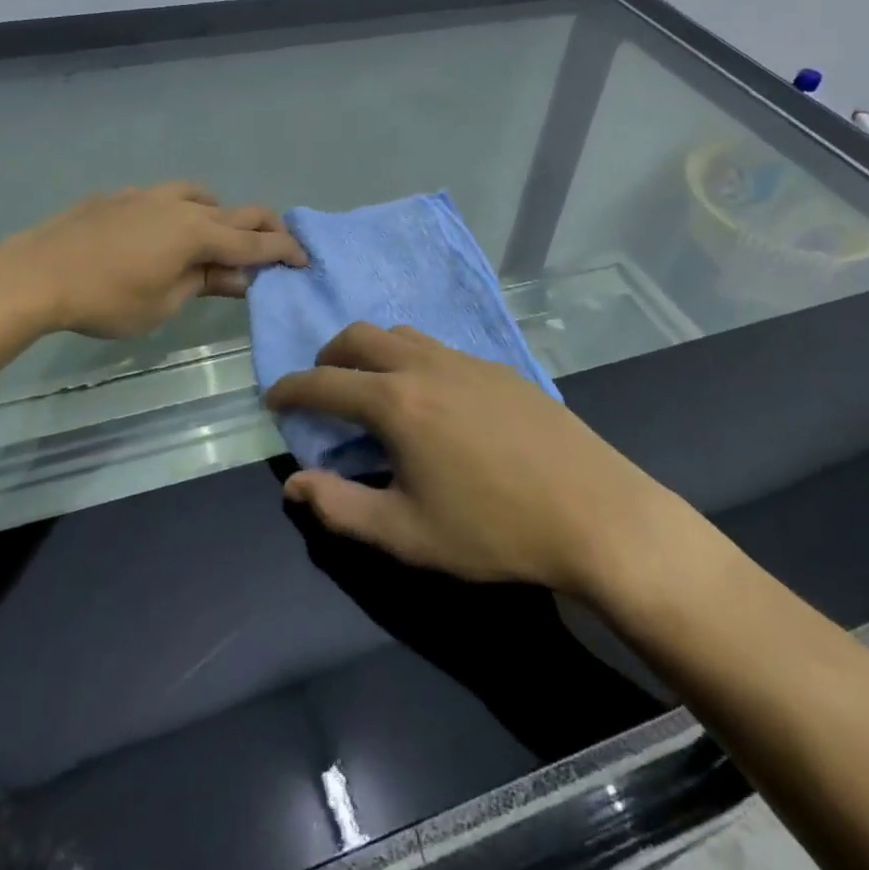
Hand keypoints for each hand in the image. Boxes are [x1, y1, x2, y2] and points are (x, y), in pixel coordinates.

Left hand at [3, 182, 306, 338]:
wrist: (36, 274)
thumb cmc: (106, 300)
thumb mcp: (164, 303)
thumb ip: (204, 283)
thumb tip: (239, 276)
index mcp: (196, 233)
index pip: (253, 242)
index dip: (283, 251)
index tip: (304, 259)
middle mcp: (178, 205)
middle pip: (235, 209)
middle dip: (262, 226)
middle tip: (275, 245)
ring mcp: (146, 195)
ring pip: (198, 194)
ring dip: (218, 213)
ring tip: (215, 236)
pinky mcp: (118, 197)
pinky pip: (162, 197)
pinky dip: (179, 212)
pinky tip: (159, 233)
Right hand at [265, 322, 686, 594]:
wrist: (596, 514)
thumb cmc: (493, 530)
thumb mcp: (406, 535)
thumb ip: (341, 508)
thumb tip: (295, 484)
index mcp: (396, 403)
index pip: (324, 383)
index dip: (290, 389)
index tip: (273, 398)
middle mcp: (427, 366)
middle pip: (360, 336)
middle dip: (328, 356)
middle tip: (322, 387)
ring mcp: (468, 361)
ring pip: (403, 334)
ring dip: (373, 352)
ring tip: (373, 390)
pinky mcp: (501, 368)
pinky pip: (441, 348)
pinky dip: (414, 360)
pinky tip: (433, 400)